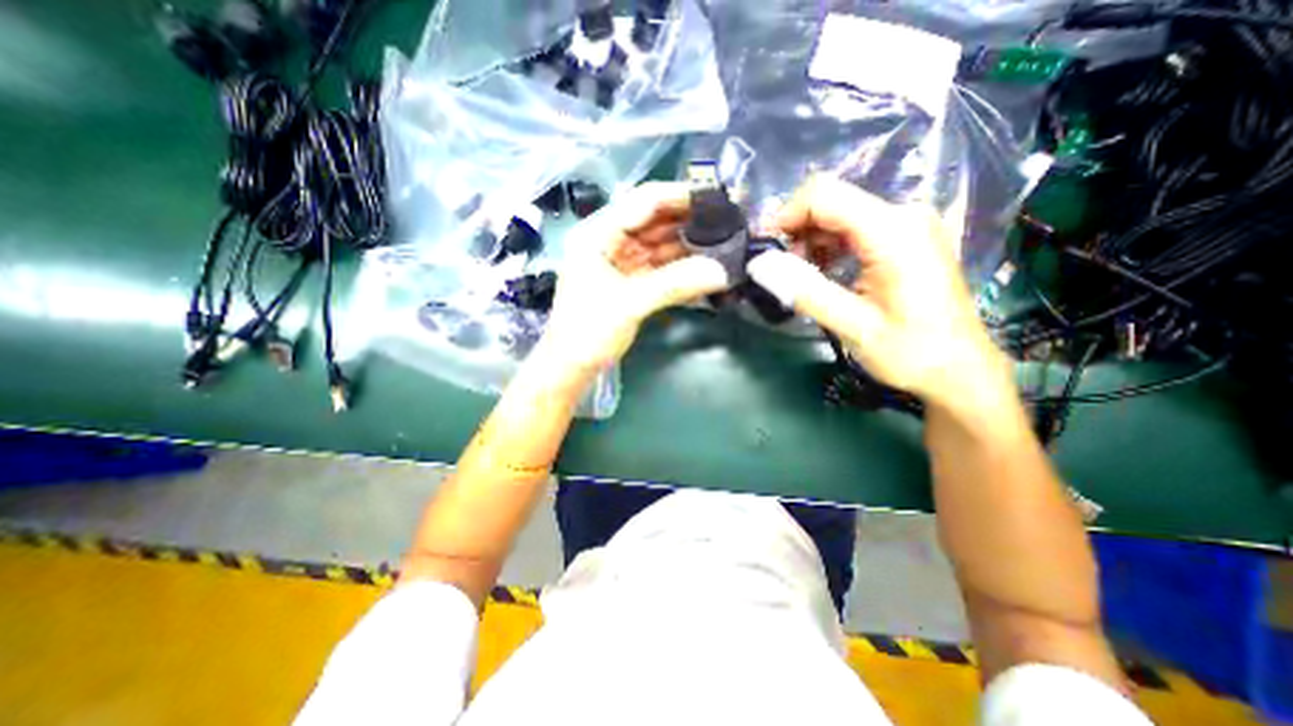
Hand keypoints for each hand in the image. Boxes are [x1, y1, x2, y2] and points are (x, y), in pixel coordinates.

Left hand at [537, 181, 730, 376]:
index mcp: (599, 234)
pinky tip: (704, 271)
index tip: (715, 198)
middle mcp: (611, 242)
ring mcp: (622, 263)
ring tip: (723, 244)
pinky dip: (681, 270)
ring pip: (661, 246)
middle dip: (689, 222)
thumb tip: (721, 272)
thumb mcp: (629, 303)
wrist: (572, 366)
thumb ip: (674, 284)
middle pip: (655, 222)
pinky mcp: (632, 283)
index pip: (642, 202)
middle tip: (727, 222)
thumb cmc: (588, 331)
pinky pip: (661, 269)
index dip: (679, 196)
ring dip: (689, 247)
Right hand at [749, 173, 998, 405]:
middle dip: (798, 231)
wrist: (960, 369)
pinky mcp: (907, 236)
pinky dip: (830, 245)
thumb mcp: (853, 327)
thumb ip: (805, 292)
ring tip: (805, 277)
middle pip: (831, 201)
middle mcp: (903, 215)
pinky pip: (856, 226)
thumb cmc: (911, 352)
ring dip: (812, 240)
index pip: (824, 195)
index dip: (786, 215)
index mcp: (893, 232)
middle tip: (785, 271)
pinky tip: (826, 272)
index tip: (766, 248)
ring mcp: (908, 223)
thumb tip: (760, 267)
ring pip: (840, 213)